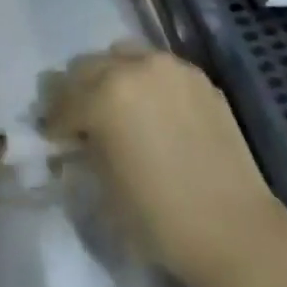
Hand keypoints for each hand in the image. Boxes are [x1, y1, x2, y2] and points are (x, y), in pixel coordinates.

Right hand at [40, 43, 286, 286]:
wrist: (234, 231)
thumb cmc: (159, 219)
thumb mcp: (103, 188)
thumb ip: (83, 151)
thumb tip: (74, 139)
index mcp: (103, 96)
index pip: (61, 101)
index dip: (52, 123)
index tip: (53, 139)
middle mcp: (133, 68)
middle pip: (86, 66)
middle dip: (77, 92)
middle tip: (80, 121)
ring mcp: (169, 67)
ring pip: (122, 55)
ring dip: (110, 77)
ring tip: (118, 108)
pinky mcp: (197, 76)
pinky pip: (157, 66)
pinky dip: (145, 81)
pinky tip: (153, 112)